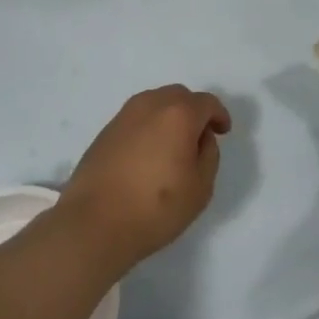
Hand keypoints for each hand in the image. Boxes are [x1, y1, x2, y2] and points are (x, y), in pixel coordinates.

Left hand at [57, 85, 232, 271]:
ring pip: (156, 103)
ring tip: (174, 146)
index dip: (219, 115)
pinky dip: (149, 126)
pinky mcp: (106, 130)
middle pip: (179, 96)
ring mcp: (124, 115)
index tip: (223, 132)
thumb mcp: (200, 187)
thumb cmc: (155, 207)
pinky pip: (137, 118)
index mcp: (178, 114)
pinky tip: (149, 153)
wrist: (95, 222)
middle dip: (194, 111)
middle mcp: (150, 104)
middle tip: (200, 137)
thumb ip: (208, 154)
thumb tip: (201, 137)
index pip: (206, 102)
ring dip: (170, 116)